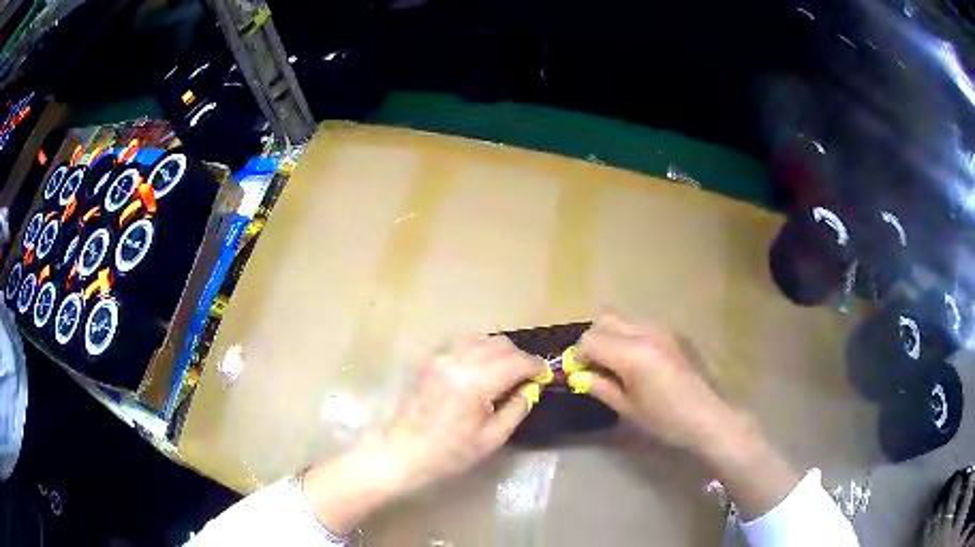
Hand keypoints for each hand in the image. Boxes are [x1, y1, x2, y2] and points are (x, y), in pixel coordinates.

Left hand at [380, 335, 544, 492]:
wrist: (404, 452)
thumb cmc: (450, 453)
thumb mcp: (492, 437)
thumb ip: (517, 407)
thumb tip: (533, 387)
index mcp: (474, 383)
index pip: (517, 361)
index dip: (536, 366)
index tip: (546, 375)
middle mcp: (457, 361)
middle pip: (501, 344)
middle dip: (520, 358)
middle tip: (529, 377)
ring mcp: (441, 357)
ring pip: (483, 340)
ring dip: (502, 352)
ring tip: (508, 374)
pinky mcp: (432, 360)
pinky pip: (465, 345)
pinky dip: (482, 351)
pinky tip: (485, 370)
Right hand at [575, 314, 799, 518]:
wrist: (709, 416)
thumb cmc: (666, 420)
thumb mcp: (628, 408)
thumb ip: (600, 386)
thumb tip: (578, 375)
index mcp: (633, 353)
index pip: (590, 340)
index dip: (578, 357)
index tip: (579, 375)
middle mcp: (646, 331)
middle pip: (605, 320)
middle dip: (593, 340)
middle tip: (595, 367)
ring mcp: (663, 329)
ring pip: (624, 320)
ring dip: (612, 336)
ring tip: (617, 365)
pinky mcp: (674, 333)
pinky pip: (642, 326)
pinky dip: (630, 337)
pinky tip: (639, 363)